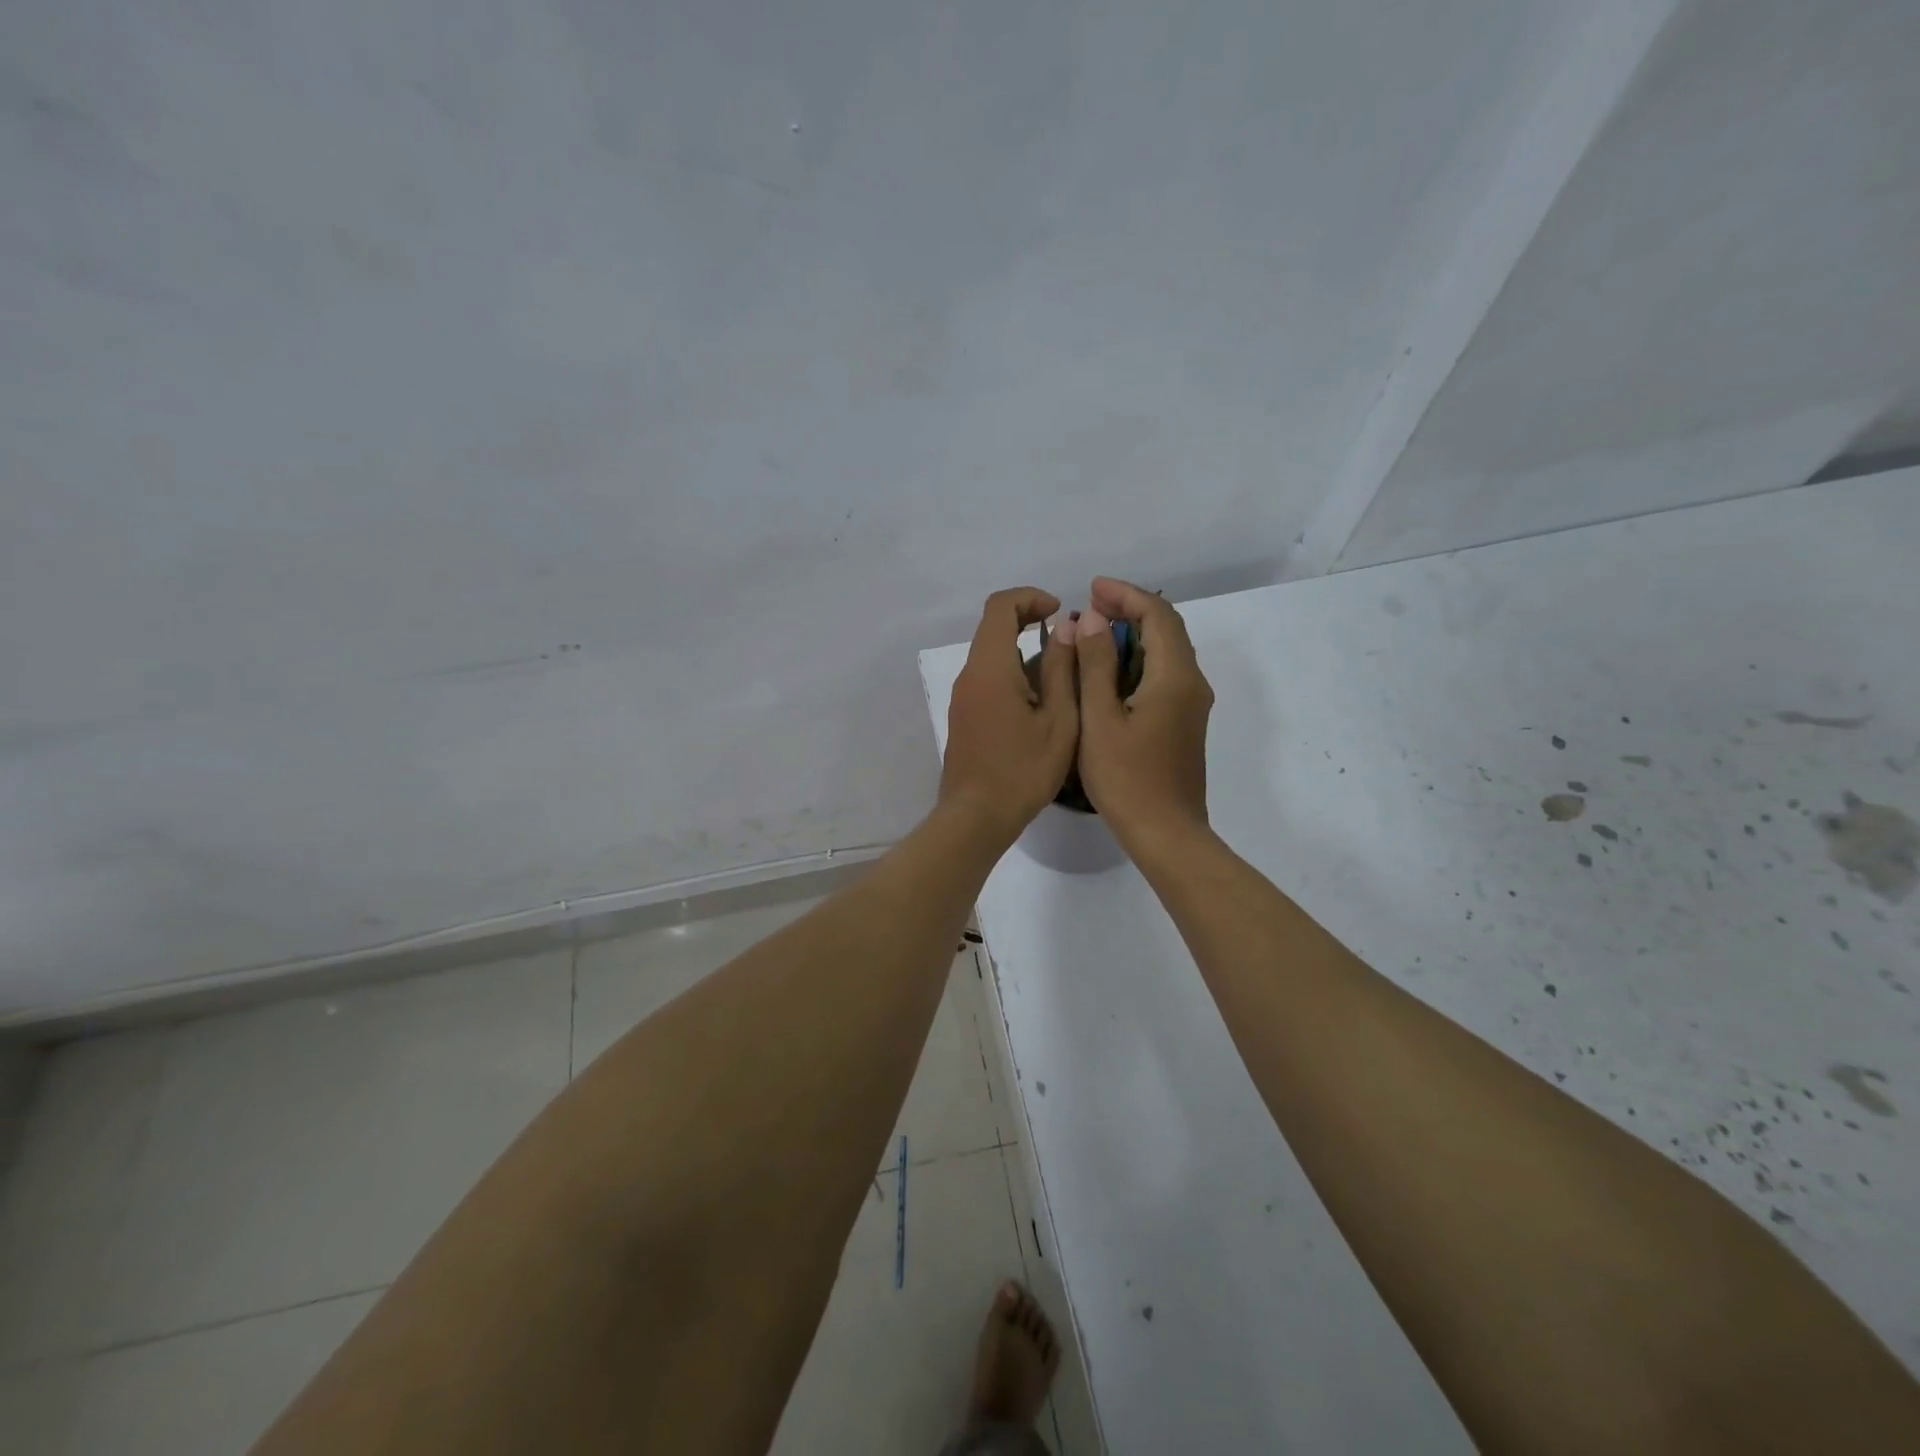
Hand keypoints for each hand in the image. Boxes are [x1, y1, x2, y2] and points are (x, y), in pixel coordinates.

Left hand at [939, 587, 1078, 841]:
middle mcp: (969, 675)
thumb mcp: (1058, 720)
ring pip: (991, 656)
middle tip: (1068, 643)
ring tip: (1062, 679)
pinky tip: (1040, 706)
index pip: (1000, 607)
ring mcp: (962, 697)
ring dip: (1023, 653)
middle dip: (1030, 623)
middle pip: (993, 628)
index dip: (1030, 598)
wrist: (976, 817)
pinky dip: (1013, 675)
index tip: (1059, 611)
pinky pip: (987, 680)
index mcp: (990, 668)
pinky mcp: (963, 716)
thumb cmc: (1023, 770)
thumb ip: (1061, 669)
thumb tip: (1065, 627)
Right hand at [1069, 577, 1213, 851]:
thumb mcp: (1100, 719)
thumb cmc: (1127, 778)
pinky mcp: (1184, 723)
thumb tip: (1094, 619)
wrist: (1166, 834)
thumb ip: (1097, 665)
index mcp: (1174, 677)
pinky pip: (1164, 675)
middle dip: (1131, 610)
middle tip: (1090, 606)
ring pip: (1167, 652)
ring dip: (1134, 635)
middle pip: (1167, 629)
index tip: (1091, 588)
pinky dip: (1138, 660)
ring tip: (1095, 632)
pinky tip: (1109, 671)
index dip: (1126, 595)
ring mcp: (1191, 705)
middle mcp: (1192, 684)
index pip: (1158, 615)